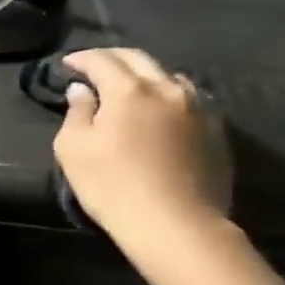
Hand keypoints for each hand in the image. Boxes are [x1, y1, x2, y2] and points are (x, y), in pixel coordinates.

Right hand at [53, 48, 230, 244]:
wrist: (177, 226)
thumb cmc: (113, 186)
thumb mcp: (74, 149)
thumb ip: (76, 112)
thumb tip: (82, 90)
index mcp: (129, 89)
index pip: (101, 60)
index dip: (81, 58)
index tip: (67, 64)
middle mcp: (167, 89)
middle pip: (138, 59)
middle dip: (113, 58)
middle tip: (95, 67)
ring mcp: (198, 109)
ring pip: (170, 76)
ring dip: (146, 75)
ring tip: (132, 87)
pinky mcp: (216, 132)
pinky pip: (191, 100)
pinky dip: (170, 96)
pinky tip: (162, 112)